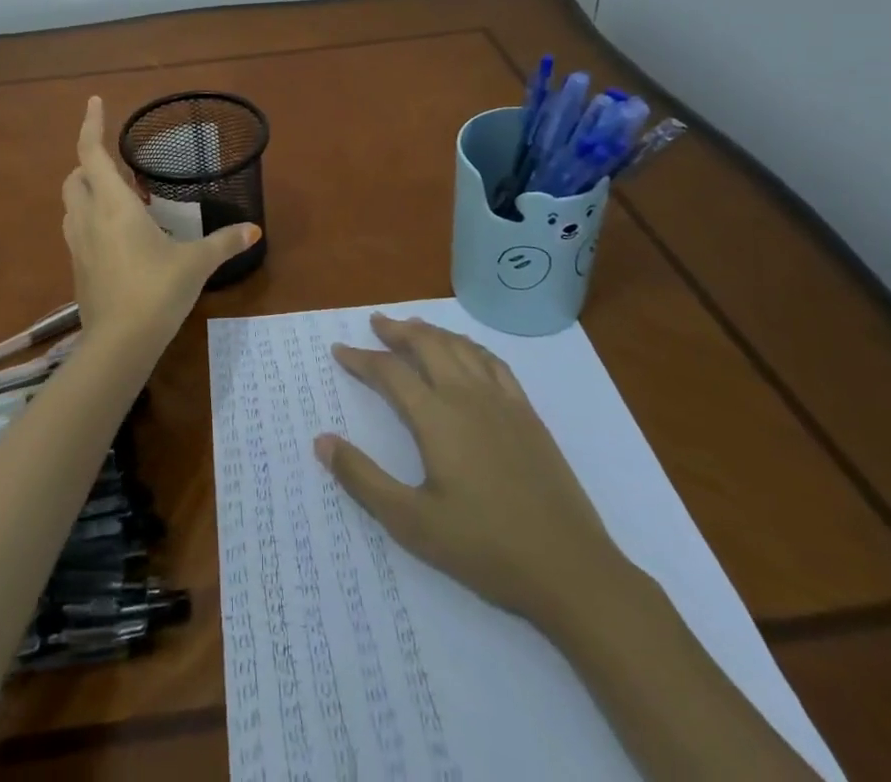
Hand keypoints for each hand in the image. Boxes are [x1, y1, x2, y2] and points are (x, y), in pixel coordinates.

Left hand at [61, 97, 259, 354]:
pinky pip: (76, 230)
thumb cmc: (157, 290)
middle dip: (90, 163)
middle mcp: (88, 217)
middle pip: (75, 176)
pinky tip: (119, 236)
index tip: (93, 101)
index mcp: (113, 204)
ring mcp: (77, 244)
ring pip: (71, 204)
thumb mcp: (196, 263)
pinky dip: (90, 219)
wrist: (119, 343)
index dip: (90, 124)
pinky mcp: (76, 268)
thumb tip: (254, 230)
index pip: (91, 152)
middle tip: (122, 169)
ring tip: (121, 200)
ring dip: (88, 191)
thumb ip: (224, 242)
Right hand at [314, 313, 630, 637]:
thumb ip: (363, 479)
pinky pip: (494, 362)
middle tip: (376, 321)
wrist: (569, 568)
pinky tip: (467, 351)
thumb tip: (321, 440)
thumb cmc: (484, 547)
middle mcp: (467, 396)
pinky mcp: (527, 414)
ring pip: (461, 347)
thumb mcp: (411, 522)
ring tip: (414, 326)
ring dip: (432, 331)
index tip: (340, 349)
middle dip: (398, 330)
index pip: (390, 372)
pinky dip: (471, 346)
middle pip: (427, 345)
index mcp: (436, 417)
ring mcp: (502, 401)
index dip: (361, 358)